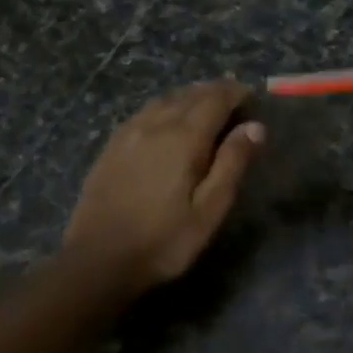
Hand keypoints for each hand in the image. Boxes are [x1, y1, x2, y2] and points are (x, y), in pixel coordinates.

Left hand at [64, 81, 264, 294]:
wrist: (97, 261)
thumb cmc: (164, 240)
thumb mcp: (210, 209)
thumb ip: (232, 164)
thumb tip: (255, 127)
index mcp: (184, 138)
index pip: (215, 100)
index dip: (235, 93)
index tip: (252, 96)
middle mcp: (155, 126)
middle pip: (189, 95)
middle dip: (214, 92)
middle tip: (234, 99)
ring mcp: (128, 134)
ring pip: (164, 100)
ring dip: (189, 96)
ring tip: (205, 105)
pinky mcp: (111, 147)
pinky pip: (144, 113)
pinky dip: (165, 107)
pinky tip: (167, 120)